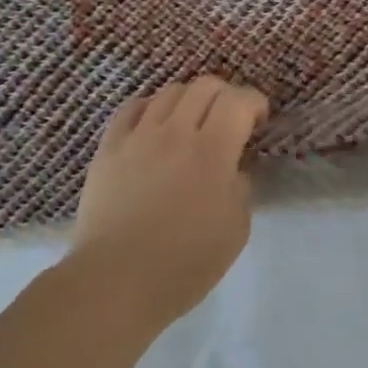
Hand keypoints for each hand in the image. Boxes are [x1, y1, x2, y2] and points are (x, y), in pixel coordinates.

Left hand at [71, 75, 269, 323]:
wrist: (116, 281)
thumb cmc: (185, 262)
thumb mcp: (236, 228)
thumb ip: (240, 187)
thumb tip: (232, 170)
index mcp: (213, 151)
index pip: (238, 100)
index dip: (255, 102)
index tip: (259, 119)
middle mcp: (176, 132)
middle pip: (205, 86)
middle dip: (226, 95)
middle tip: (230, 118)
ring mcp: (138, 137)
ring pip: (169, 92)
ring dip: (190, 99)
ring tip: (192, 121)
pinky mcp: (109, 148)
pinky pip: (131, 108)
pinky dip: (151, 107)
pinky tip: (155, 125)